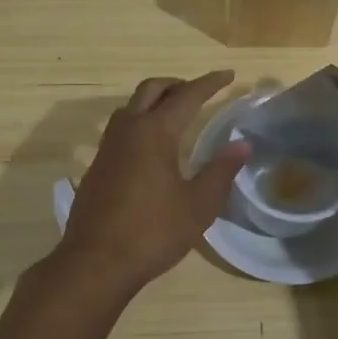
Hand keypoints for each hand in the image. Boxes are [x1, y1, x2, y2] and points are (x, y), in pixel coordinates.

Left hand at [47, 71, 249, 298]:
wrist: (94, 263)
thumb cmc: (152, 232)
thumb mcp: (198, 205)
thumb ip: (221, 171)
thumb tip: (242, 144)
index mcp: (155, 132)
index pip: (187, 96)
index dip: (209, 84)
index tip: (228, 75)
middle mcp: (128, 130)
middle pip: (151, 90)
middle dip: (177, 84)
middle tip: (199, 92)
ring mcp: (107, 148)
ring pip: (131, 107)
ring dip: (154, 101)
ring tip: (175, 114)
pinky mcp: (97, 167)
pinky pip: (121, 129)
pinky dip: (140, 122)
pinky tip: (151, 148)